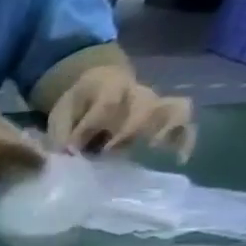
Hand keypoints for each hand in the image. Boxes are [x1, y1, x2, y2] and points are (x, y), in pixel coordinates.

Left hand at [48, 65, 195, 158]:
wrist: (98, 86)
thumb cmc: (77, 105)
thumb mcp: (61, 114)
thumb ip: (62, 132)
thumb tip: (69, 153)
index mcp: (109, 86)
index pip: (105, 104)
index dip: (90, 126)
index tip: (74, 147)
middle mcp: (138, 92)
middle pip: (144, 106)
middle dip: (127, 130)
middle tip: (107, 150)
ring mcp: (157, 103)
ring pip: (175, 110)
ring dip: (167, 130)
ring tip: (152, 150)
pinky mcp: (166, 116)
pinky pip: (185, 124)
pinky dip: (184, 140)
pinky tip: (178, 159)